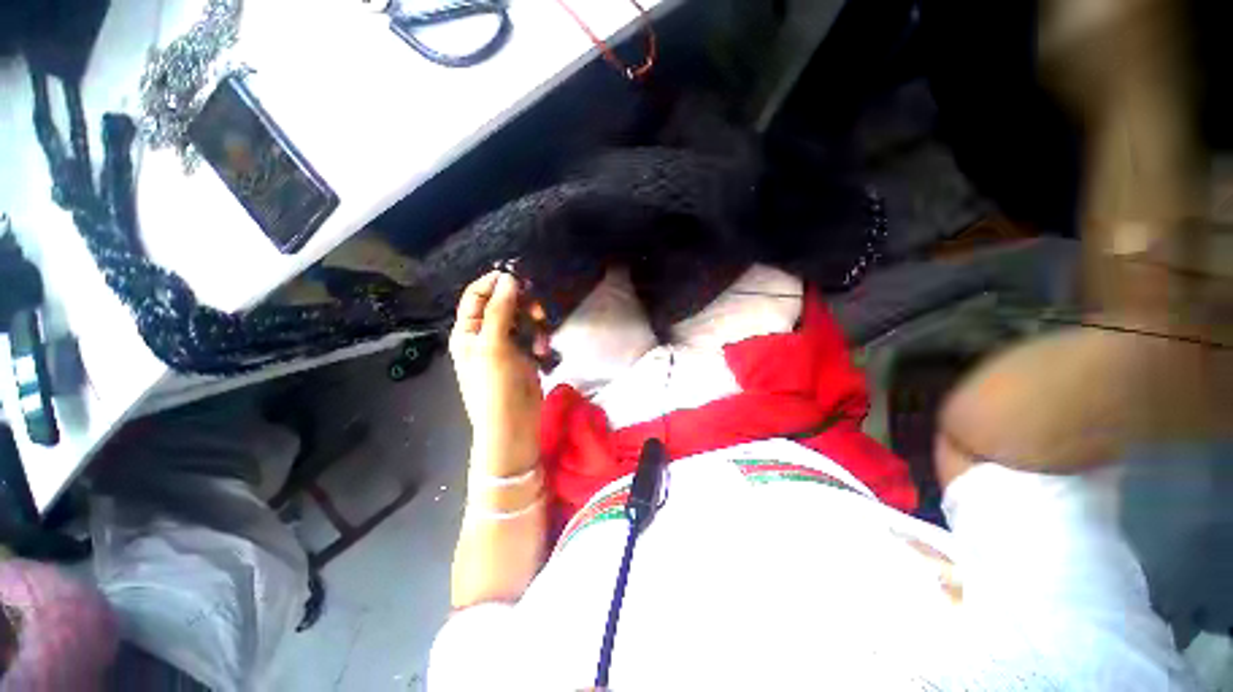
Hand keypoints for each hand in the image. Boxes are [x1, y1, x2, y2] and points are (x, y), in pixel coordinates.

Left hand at [450, 271, 547, 474]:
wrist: (513, 424)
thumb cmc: (495, 385)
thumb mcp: (493, 345)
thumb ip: (500, 310)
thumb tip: (508, 278)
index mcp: (468, 331)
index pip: (477, 296)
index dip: (494, 283)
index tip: (518, 277)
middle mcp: (485, 335)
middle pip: (503, 305)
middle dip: (522, 305)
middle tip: (538, 310)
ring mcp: (506, 346)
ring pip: (522, 319)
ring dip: (535, 323)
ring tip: (543, 336)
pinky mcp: (524, 356)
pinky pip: (533, 336)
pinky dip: (540, 339)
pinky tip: (544, 352)